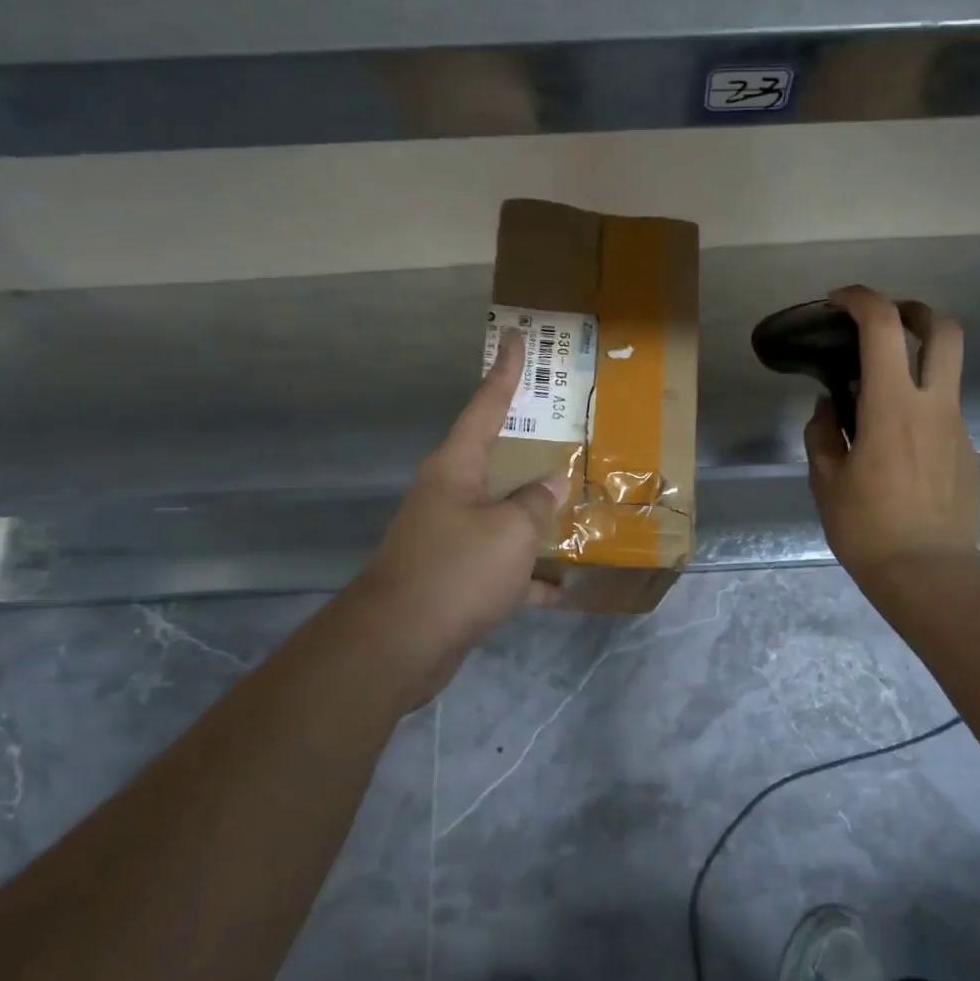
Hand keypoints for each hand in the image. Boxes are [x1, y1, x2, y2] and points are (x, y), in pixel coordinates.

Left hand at [356, 331, 569, 704]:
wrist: (399, 644)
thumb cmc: (457, 570)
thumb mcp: (512, 530)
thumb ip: (537, 502)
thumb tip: (551, 483)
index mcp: (457, 467)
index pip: (486, 405)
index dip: (505, 371)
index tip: (515, 336)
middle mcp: (450, 493)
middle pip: (497, 458)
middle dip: (531, 446)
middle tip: (566, 424)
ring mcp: (451, 535)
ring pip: (504, 512)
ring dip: (537, 514)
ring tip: (580, 505)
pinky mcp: (456, 575)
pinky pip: (502, 562)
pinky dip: (529, 573)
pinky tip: (565, 586)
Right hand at [805, 286, 979, 606]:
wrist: (930, 576)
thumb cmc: (868, 528)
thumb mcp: (826, 482)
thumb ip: (823, 434)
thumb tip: (829, 408)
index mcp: (892, 406)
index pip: (884, 326)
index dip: (861, 299)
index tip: (838, 302)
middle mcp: (934, 405)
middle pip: (944, 329)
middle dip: (915, 311)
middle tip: (886, 323)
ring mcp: (958, 429)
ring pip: (947, 374)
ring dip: (917, 366)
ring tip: (880, 401)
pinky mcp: (969, 454)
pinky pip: (944, 417)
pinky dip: (921, 412)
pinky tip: (898, 452)